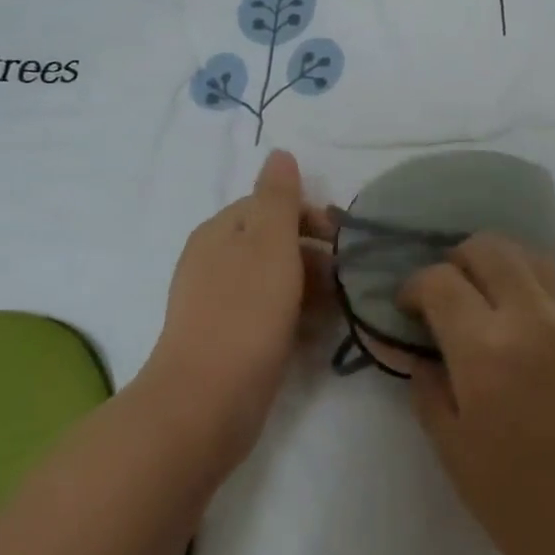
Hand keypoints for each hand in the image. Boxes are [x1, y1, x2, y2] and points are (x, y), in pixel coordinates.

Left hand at [144, 150, 336, 473]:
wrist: (206, 402)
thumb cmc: (245, 312)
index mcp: (220, 231)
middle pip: (274, 242)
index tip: (344, 238)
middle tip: (349, 277)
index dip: (310, 215)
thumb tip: (279, 153)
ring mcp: (219, 304)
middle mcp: (215, 261)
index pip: (271, 205)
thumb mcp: (269, 242)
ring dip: (310, 287)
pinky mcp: (228, 341)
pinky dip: (296, 316)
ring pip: (275, 280)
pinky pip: (269, 315)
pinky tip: (319, 333)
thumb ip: (278, 197)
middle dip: (315, 253)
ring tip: (342, 307)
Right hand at [398, 234, 554, 554]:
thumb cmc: (521, 504)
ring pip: (530, 256)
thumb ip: (427, 386)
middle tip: (446, 296)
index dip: (414, 286)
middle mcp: (533, 317)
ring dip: (498, 265)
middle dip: (456, 260)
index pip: (440, 280)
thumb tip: (419, 350)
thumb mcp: (453, 449)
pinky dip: (532, 289)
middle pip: (488, 247)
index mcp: (487, 348)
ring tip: (486, 300)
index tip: (407, 308)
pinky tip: (525, 329)